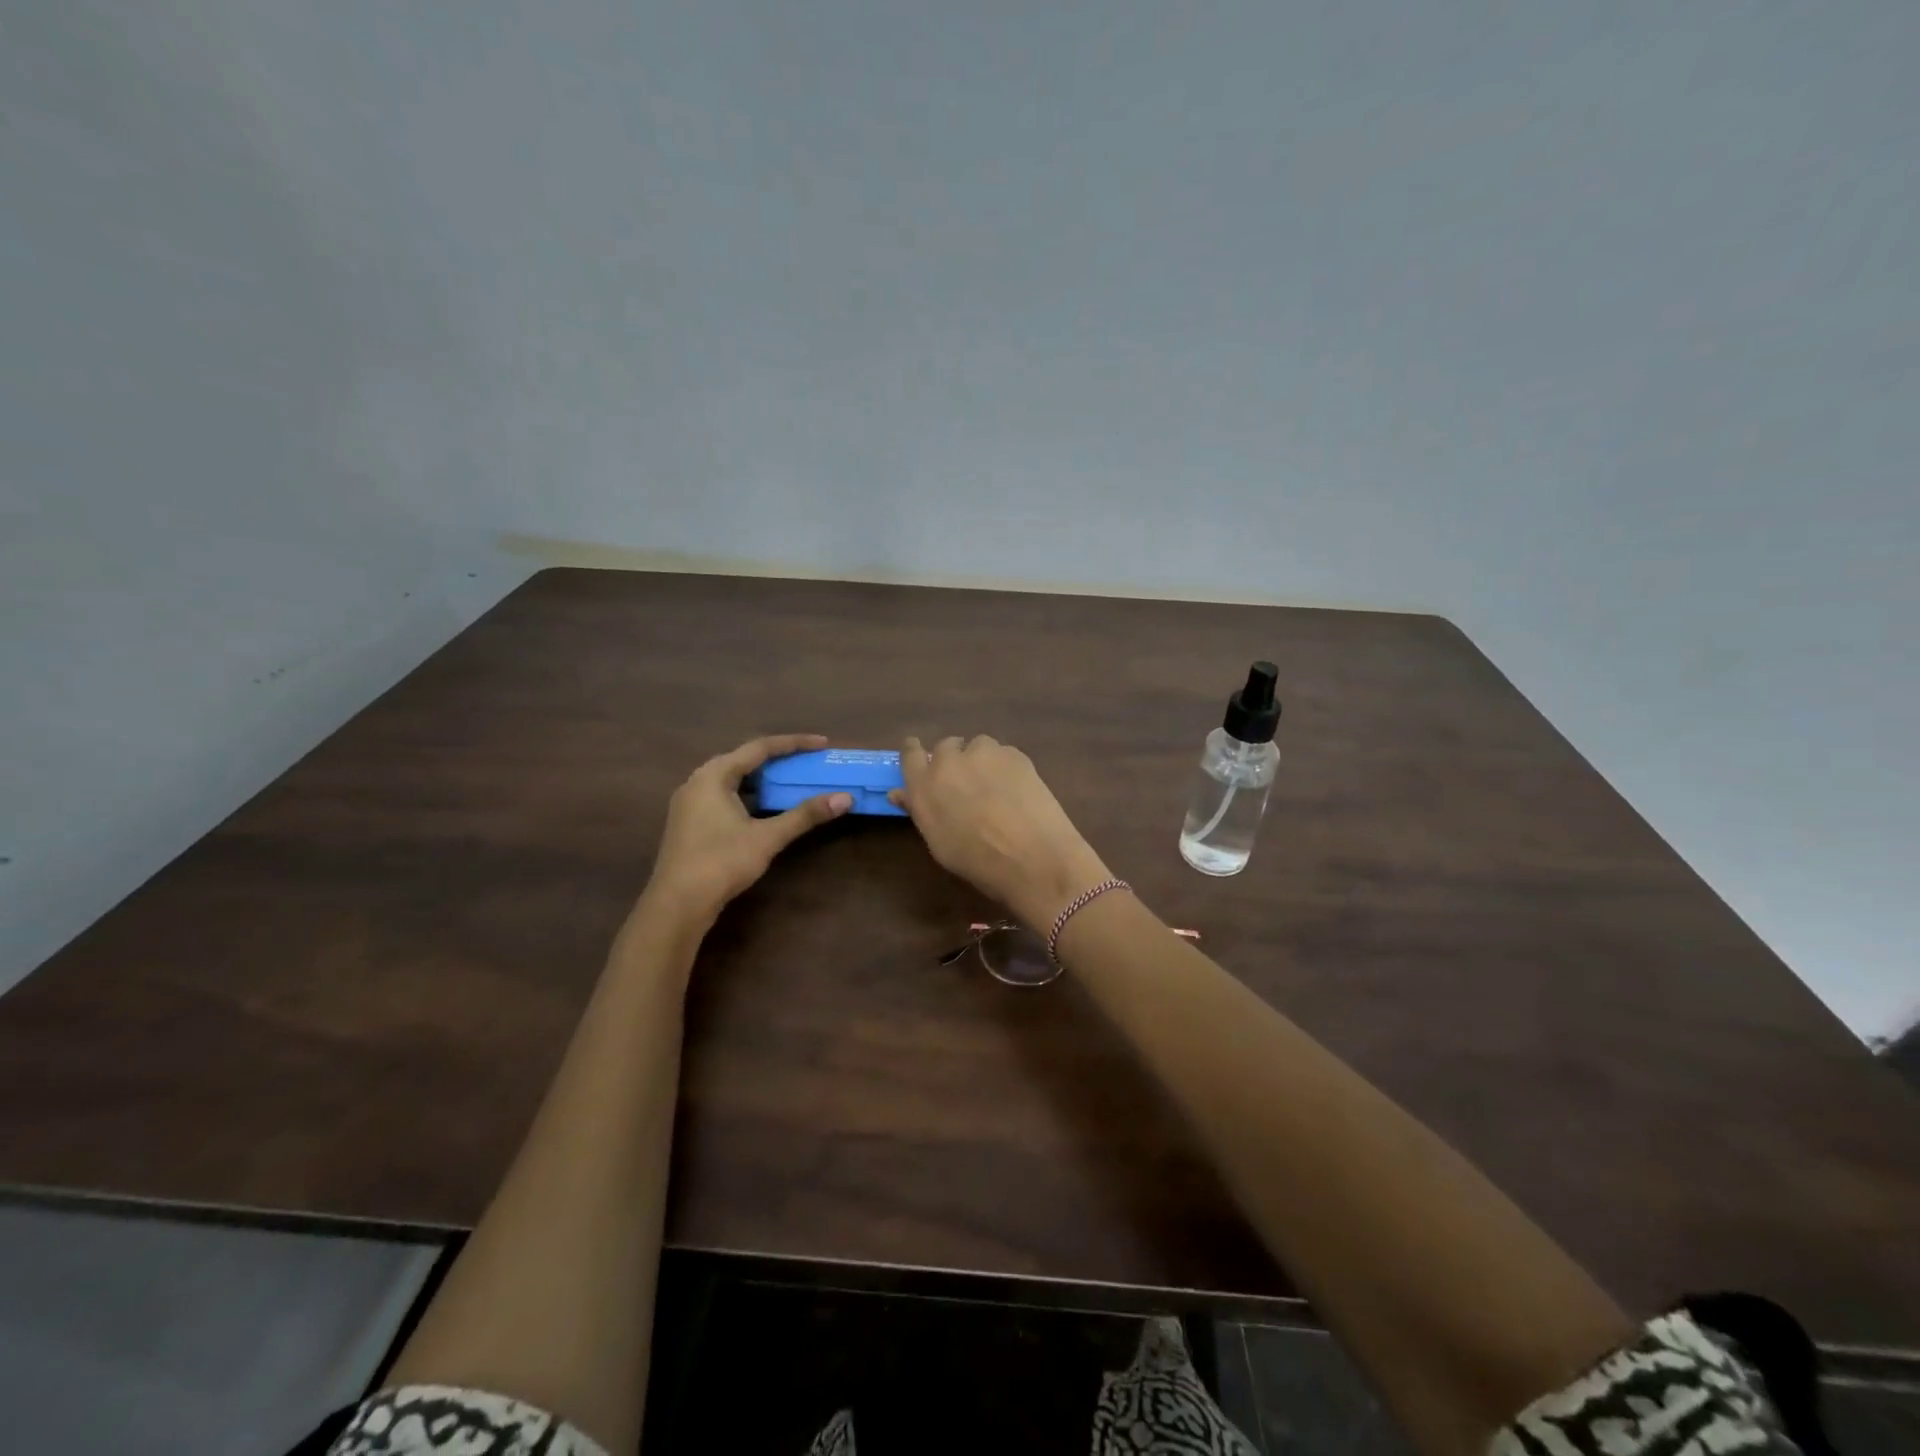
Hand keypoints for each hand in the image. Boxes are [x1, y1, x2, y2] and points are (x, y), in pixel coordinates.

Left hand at [640, 734, 851, 928]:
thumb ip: (805, 815)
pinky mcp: (690, 822)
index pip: (759, 748)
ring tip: (791, 780)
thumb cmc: (721, 862)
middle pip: (744, 760)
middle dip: (778, 760)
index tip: (822, 744)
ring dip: (763, 779)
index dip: (794, 744)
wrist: (677, 904)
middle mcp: (698, 781)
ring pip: (733, 780)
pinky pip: (725, 796)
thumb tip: (845, 798)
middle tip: (808, 761)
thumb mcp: (767, 837)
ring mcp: (690, 803)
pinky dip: (749, 796)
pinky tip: (765, 807)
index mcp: (714, 775)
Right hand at [891, 735, 1110, 929]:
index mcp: (923, 785)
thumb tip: (900, 793)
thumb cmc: (977, 861)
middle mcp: (948, 761)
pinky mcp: (1014, 753)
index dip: (916, 753)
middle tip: (967, 785)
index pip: (911, 753)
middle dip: (954, 760)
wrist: (1032, 857)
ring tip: (997, 787)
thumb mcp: (938, 842)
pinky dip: (1007, 766)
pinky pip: (1003, 753)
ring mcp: (983, 753)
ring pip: (978, 746)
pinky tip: (1019, 790)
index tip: (924, 761)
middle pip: (946, 746)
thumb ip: (919, 810)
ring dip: (982, 760)